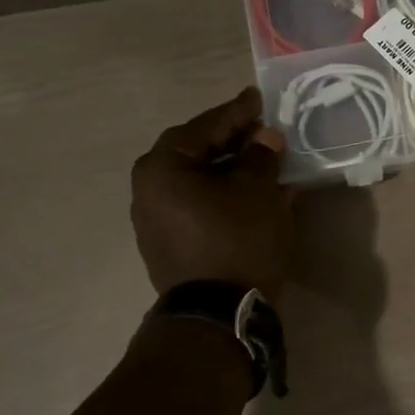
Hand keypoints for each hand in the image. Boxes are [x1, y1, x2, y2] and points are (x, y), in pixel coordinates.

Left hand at [132, 88, 289, 295]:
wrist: (220, 315)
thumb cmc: (237, 241)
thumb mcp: (258, 191)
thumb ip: (261, 157)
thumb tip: (266, 138)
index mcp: (161, 168)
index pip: (204, 127)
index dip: (237, 113)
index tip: (259, 99)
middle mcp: (148, 191)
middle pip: (196, 154)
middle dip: (233, 143)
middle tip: (264, 132)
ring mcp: (155, 222)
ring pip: (199, 183)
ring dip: (231, 172)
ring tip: (264, 164)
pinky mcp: (170, 247)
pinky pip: (199, 208)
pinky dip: (225, 197)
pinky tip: (252, 196)